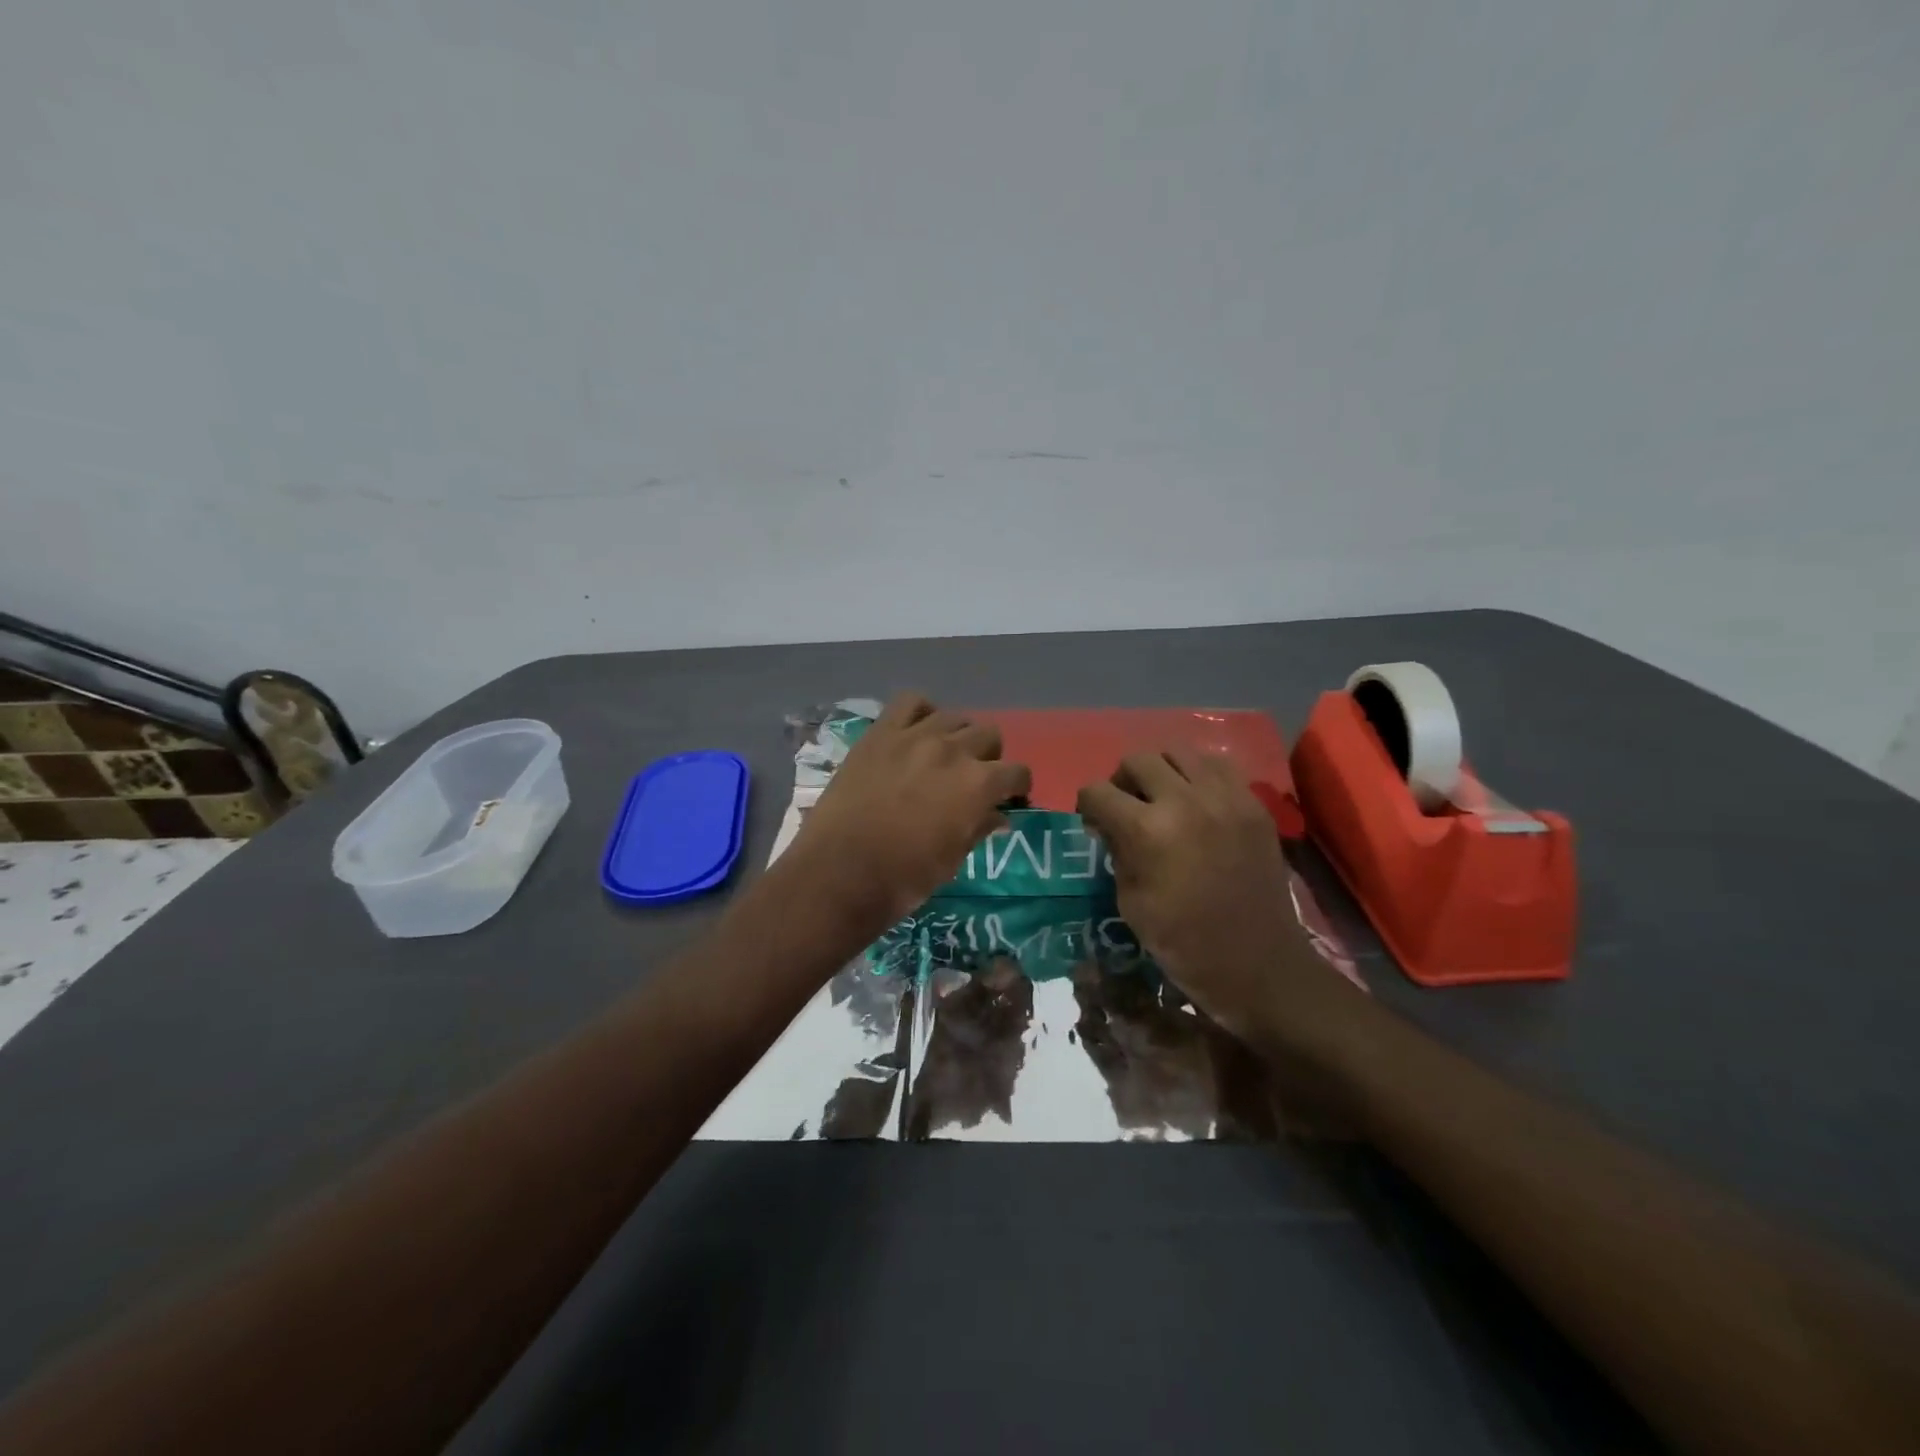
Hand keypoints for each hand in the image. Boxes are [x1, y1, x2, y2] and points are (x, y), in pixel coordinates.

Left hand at [792, 693, 1030, 929]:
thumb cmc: (903, 878)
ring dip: (958, 736)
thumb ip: (978, 829)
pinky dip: (921, 713)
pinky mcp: (880, 733)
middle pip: (989, 736)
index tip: (1009, 797)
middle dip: (989, 758)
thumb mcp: (952, 861)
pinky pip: (910, 703)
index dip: (1017, 787)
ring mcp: (914, 736)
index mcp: (978, 785)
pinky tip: (917, 733)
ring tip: (945, 756)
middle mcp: (953, 751)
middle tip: (974, 779)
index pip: (1017, 772)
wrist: (839, 872)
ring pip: (954, 717)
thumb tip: (997, 816)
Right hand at [1076, 748, 1340, 1044]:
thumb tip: (1108, 824)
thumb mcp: (1130, 901)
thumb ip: (1117, 851)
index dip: (1087, 804)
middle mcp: (1185, 801)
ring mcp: (1225, 798)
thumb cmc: (1183, 943)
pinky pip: (1218, 766)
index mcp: (1147, 831)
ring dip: (1161, 770)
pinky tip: (1197, 802)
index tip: (1092, 820)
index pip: (1099, 791)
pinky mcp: (1252, 804)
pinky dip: (1199, 775)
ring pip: (1179, 752)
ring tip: (1163, 797)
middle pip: (1138, 759)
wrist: (1257, 963)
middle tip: (1126, 806)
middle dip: (1121, 780)